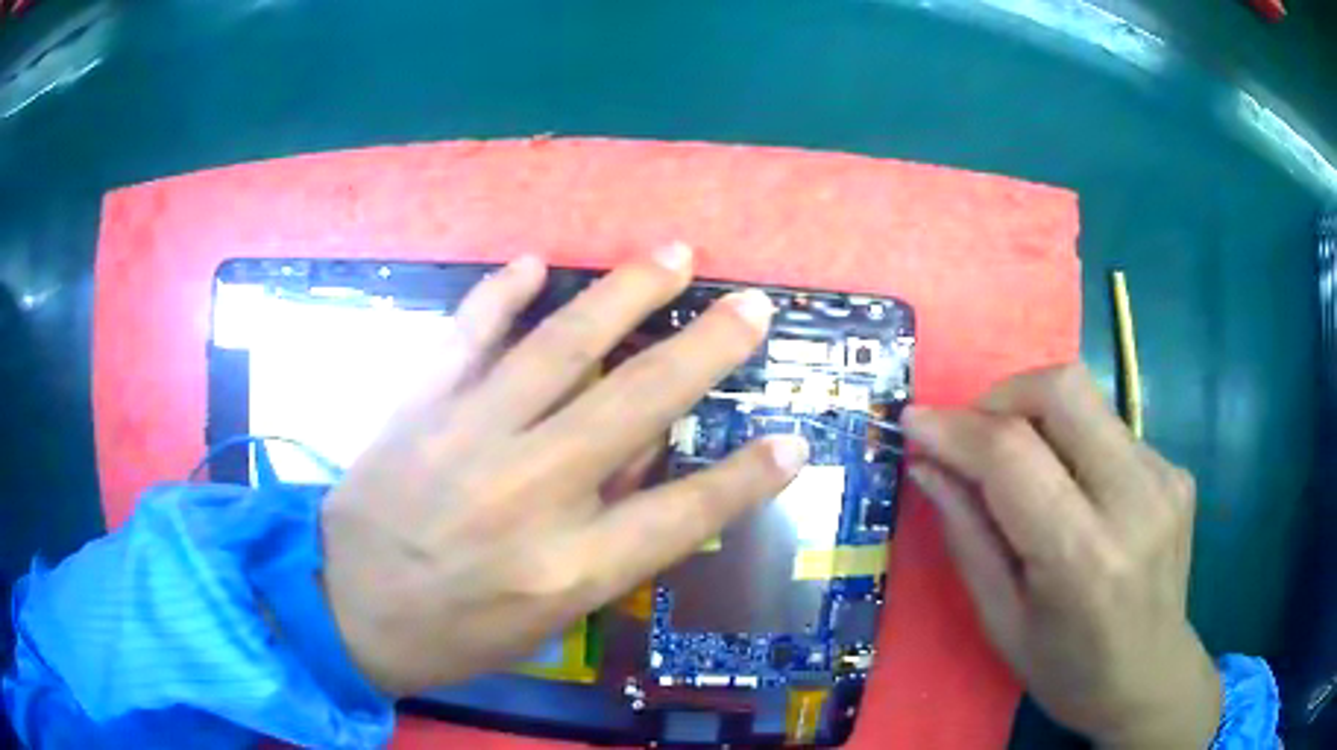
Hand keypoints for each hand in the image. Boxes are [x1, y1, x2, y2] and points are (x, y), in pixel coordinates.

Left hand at [319, 245, 809, 694]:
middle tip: (751, 307)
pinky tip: (535, 262)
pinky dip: (501, 295)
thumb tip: (645, 462)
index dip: (748, 476)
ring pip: (561, 348)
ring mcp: (466, 438)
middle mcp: (528, 493)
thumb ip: (603, 542)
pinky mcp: (417, 407)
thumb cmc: (452, 633)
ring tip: (672, 255)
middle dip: (707, 350)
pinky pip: (466, 335)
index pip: (685, 512)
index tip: (793, 440)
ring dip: (625, 295)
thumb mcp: (544, 618)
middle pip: (637, 405)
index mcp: (567, 567)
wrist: (343, 609)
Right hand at [903, 365, 1220, 748]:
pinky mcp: (1176, 470)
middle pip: (1063, 389)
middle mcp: (1134, 500)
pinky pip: (1110, 429)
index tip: (914, 421)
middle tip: (974, 436)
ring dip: (1037, 417)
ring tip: (1021, 469)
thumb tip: (928, 466)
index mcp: (1083, 558)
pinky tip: (1073, 491)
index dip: (956, 428)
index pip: (1013, 455)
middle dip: (1003, 396)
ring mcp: (1164, 477)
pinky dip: (1074, 444)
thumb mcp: (1002, 622)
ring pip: (1088, 399)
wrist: (1151, 677)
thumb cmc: (1067, 670)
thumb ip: (967, 536)